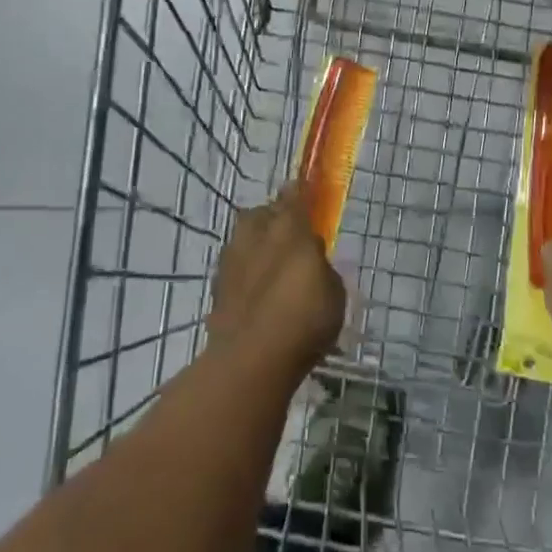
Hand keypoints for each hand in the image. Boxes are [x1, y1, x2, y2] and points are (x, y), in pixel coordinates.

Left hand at [208, 185, 345, 377]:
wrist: (250, 359)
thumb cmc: (304, 319)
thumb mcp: (333, 291)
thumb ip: (321, 266)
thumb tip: (311, 258)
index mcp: (290, 228)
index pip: (294, 196)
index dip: (299, 193)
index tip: (304, 192)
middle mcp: (256, 234)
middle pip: (262, 214)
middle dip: (274, 219)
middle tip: (290, 237)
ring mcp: (231, 259)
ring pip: (244, 239)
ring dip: (256, 245)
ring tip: (271, 267)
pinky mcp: (217, 287)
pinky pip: (235, 267)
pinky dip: (245, 273)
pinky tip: (256, 292)